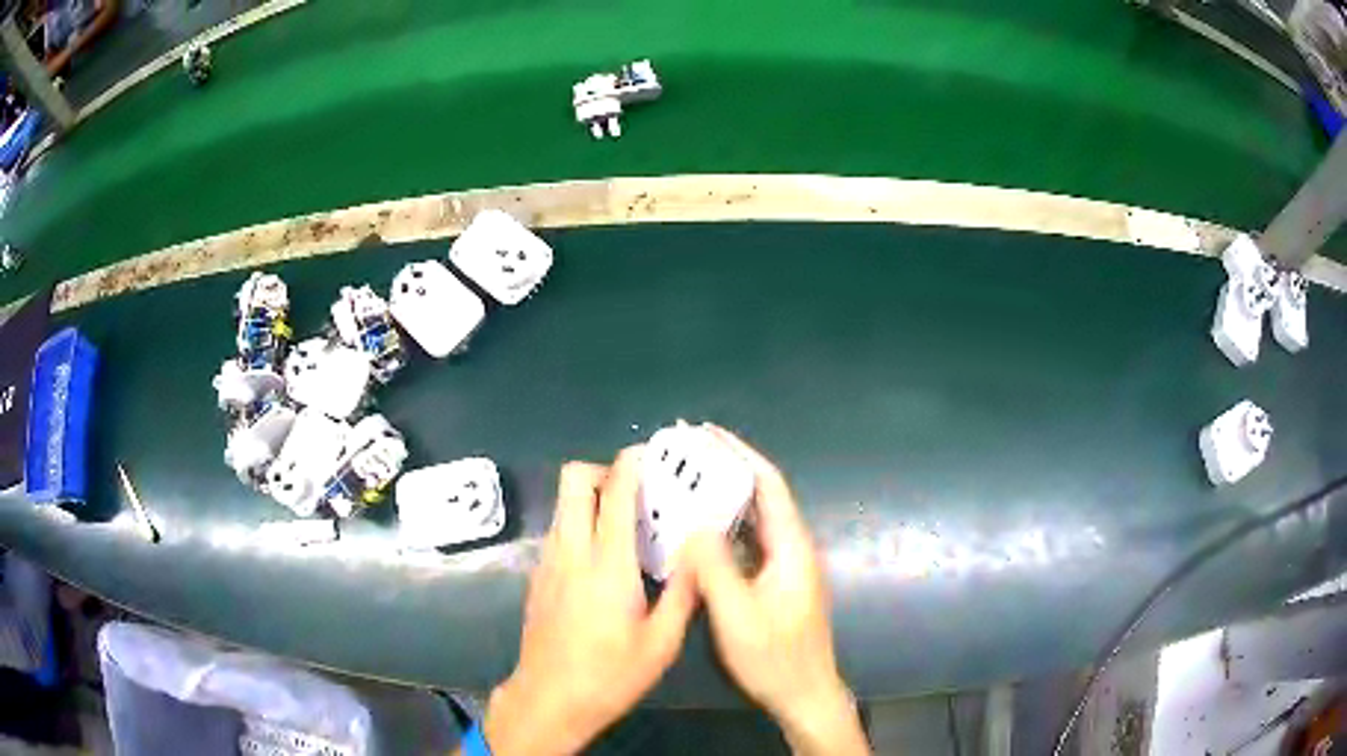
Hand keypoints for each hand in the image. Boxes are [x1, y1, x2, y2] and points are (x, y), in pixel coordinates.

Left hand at [483, 449, 697, 755]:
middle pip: (572, 480)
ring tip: (626, 522)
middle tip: (635, 492)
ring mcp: (548, 562)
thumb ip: (683, 592)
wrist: (550, 698)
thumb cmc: (610, 674)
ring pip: (563, 505)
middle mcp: (571, 551)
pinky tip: (604, 560)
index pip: (613, 492)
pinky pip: (559, 531)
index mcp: (607, 564)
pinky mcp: (538, 577)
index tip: (650, 455)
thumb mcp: (662, 642)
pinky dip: (580, 525)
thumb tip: (700, 550)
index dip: (630, 463)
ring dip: (590, 498)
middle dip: (602, 470)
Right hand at [684, 428, 868, 755]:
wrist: (804, 693)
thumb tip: (694, 525)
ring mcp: (787, 566)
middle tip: (687, 453)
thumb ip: (714, 567)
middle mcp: (793, 548)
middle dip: (728, 469)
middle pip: (763, 496)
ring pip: (756, 519)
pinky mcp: (778, 583)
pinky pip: (750, 542)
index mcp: (790, 547)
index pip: (769, 484)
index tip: (707, 433)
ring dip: (726, 496)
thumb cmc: (773, 657)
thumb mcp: (736, 614)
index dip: (740, 454)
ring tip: (688, 482)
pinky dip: (726, 526)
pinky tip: (699, 530)